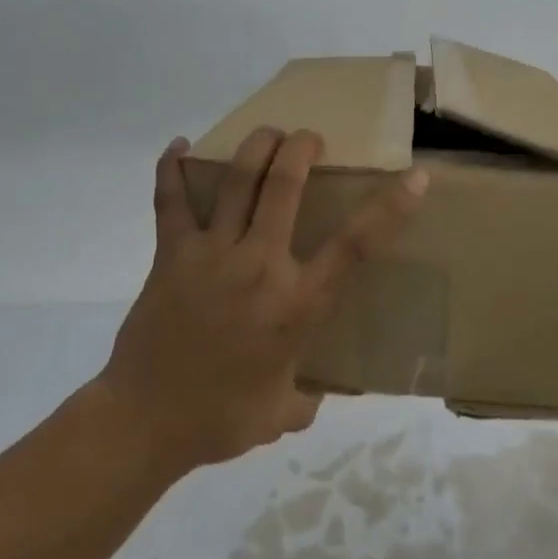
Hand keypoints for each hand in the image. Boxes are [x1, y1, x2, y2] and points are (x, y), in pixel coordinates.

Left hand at [99, 127, 428, 473]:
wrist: (143, 423)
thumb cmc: (220, 419)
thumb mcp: (281, 413)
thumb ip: (306, 397)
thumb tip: (316, 391)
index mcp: (297, 304)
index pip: (355, 245)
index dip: (391, 208)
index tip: (415, 177)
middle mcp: (259, 265)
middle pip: (284, 186)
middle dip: (301, 149)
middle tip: (309, 138)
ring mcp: (212, 254)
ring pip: (238, 181)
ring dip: (257, 147)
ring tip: (269, 135)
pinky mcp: (172, 253)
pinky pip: (170, 201)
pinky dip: (172, 170)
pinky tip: (178, 147)